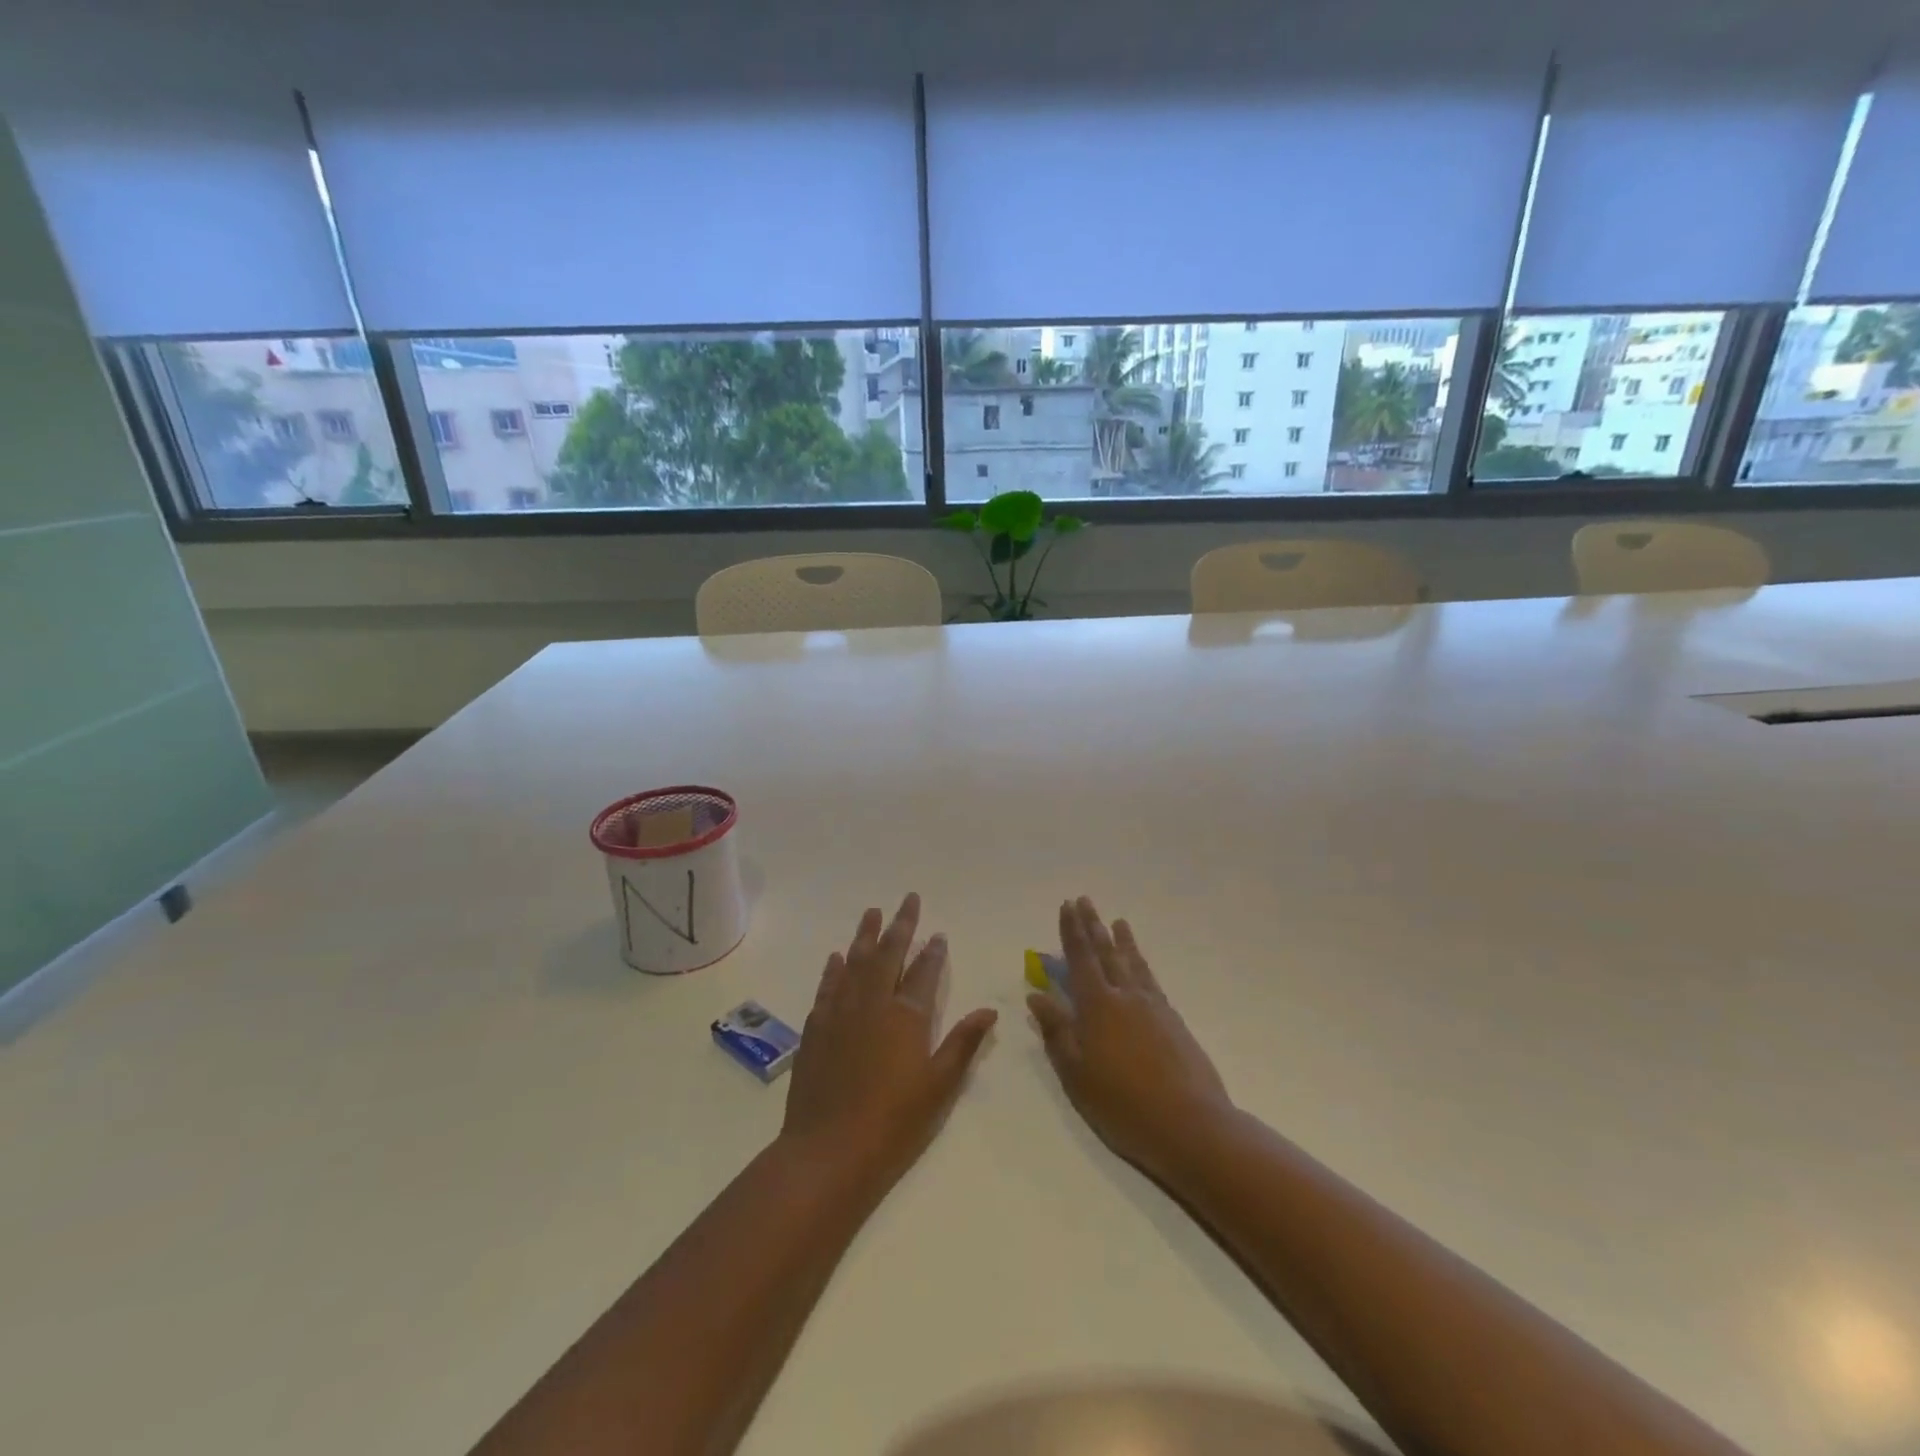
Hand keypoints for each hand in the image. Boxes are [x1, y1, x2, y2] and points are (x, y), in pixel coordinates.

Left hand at [781, 893, 997, 1189]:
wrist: (828, 1150)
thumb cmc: (893, 1122)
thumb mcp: (939, 1086)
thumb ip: (963, 1043)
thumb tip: (989, 1010)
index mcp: (906, 1016)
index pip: (924, 973)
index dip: (933, 952)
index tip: (939, 934)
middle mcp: (872, 1003)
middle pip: (888, 954)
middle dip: (900, 925)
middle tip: (908, 899)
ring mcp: (840, 1013)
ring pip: (855, 962)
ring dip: (865, 936)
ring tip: (872, 912)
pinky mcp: (816, 1028)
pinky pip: (827, 987)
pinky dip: (834, 969)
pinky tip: (837, 957)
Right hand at [1028, 898, 1232, 1182]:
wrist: (1190, 1124)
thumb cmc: (1122, 1104)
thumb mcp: (1076, 1074)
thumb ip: (1057, 1032)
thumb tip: (1037, 996)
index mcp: (1097, 1006)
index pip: (1080, 958)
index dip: (1072, 931)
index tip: (1067, 906)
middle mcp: (1125, 996)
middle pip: (1106, 953)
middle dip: (1093, 926)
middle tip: (1085, 901)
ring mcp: (1153, 1007)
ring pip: (1132, 963)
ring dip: (1121, 940)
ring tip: (1117, 921)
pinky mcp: (1173, 1020)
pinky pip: (1151, 979)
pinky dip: (1141, 964)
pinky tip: (1139, 965)